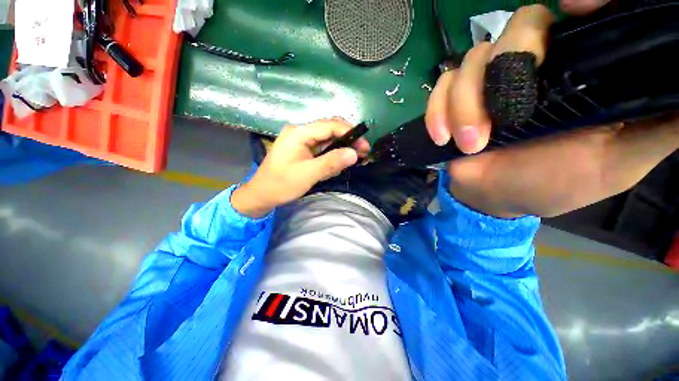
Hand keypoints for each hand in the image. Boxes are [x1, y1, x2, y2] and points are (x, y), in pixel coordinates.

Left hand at [232, 119, 369, 217]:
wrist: (262, 195)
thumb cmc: (282, 184)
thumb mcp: (308, 174)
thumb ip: (331, 162)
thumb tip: (355, 154)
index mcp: (299, 133)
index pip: (329, 125)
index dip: (349, 132)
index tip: (364, 145)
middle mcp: (300, 132)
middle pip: (329, 130)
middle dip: (348, 140)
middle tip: (363, 152)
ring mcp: (301, 141)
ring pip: (327, 140)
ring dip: (341, 148)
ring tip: (354, 158)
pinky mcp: (303, 150)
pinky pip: (322, 148)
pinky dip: (332, 155)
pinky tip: (338, 163)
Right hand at [425, 5, 678, 217]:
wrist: (496, 195)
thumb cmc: (556, 182)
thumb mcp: (621, 161)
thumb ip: (660, 125)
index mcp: (582, 69)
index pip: (581, 13)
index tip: (577, 6)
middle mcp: (536, 63)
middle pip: (520, 25)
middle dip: (505, 69)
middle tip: (503, 119)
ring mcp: (489, 81)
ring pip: (471, 61)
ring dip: (464, 105)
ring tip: (471, 144)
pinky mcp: (455, 100)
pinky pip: (440, 88)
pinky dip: (437, 111)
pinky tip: (442, 137)